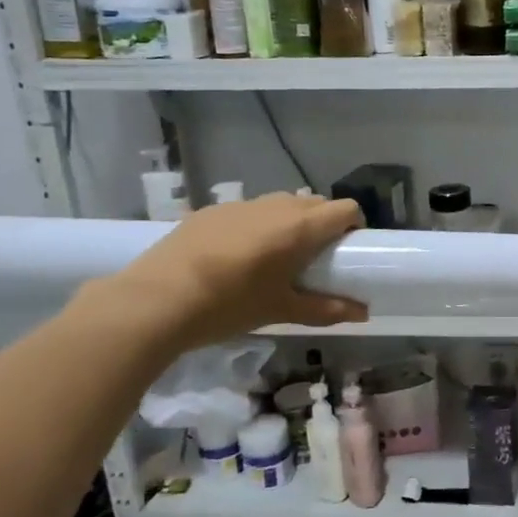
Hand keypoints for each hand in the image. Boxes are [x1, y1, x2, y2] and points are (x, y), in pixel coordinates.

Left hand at [104, 193, 367, 350]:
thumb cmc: (229, 306)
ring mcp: (240, 204)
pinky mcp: (210, 211)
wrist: (154, 301)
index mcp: (300, 227)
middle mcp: (275, 206)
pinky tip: (236, 257)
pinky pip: (248, 211)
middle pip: (315, 203)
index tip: (348, 251)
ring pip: (281, 204)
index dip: (353, 226)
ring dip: (290, 222)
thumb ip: (327, 309)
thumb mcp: (282, 311)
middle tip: (315, 259)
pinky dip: (256, 226)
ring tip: (275, 257)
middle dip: (323, 224)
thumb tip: (363, 313)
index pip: (346, 209)